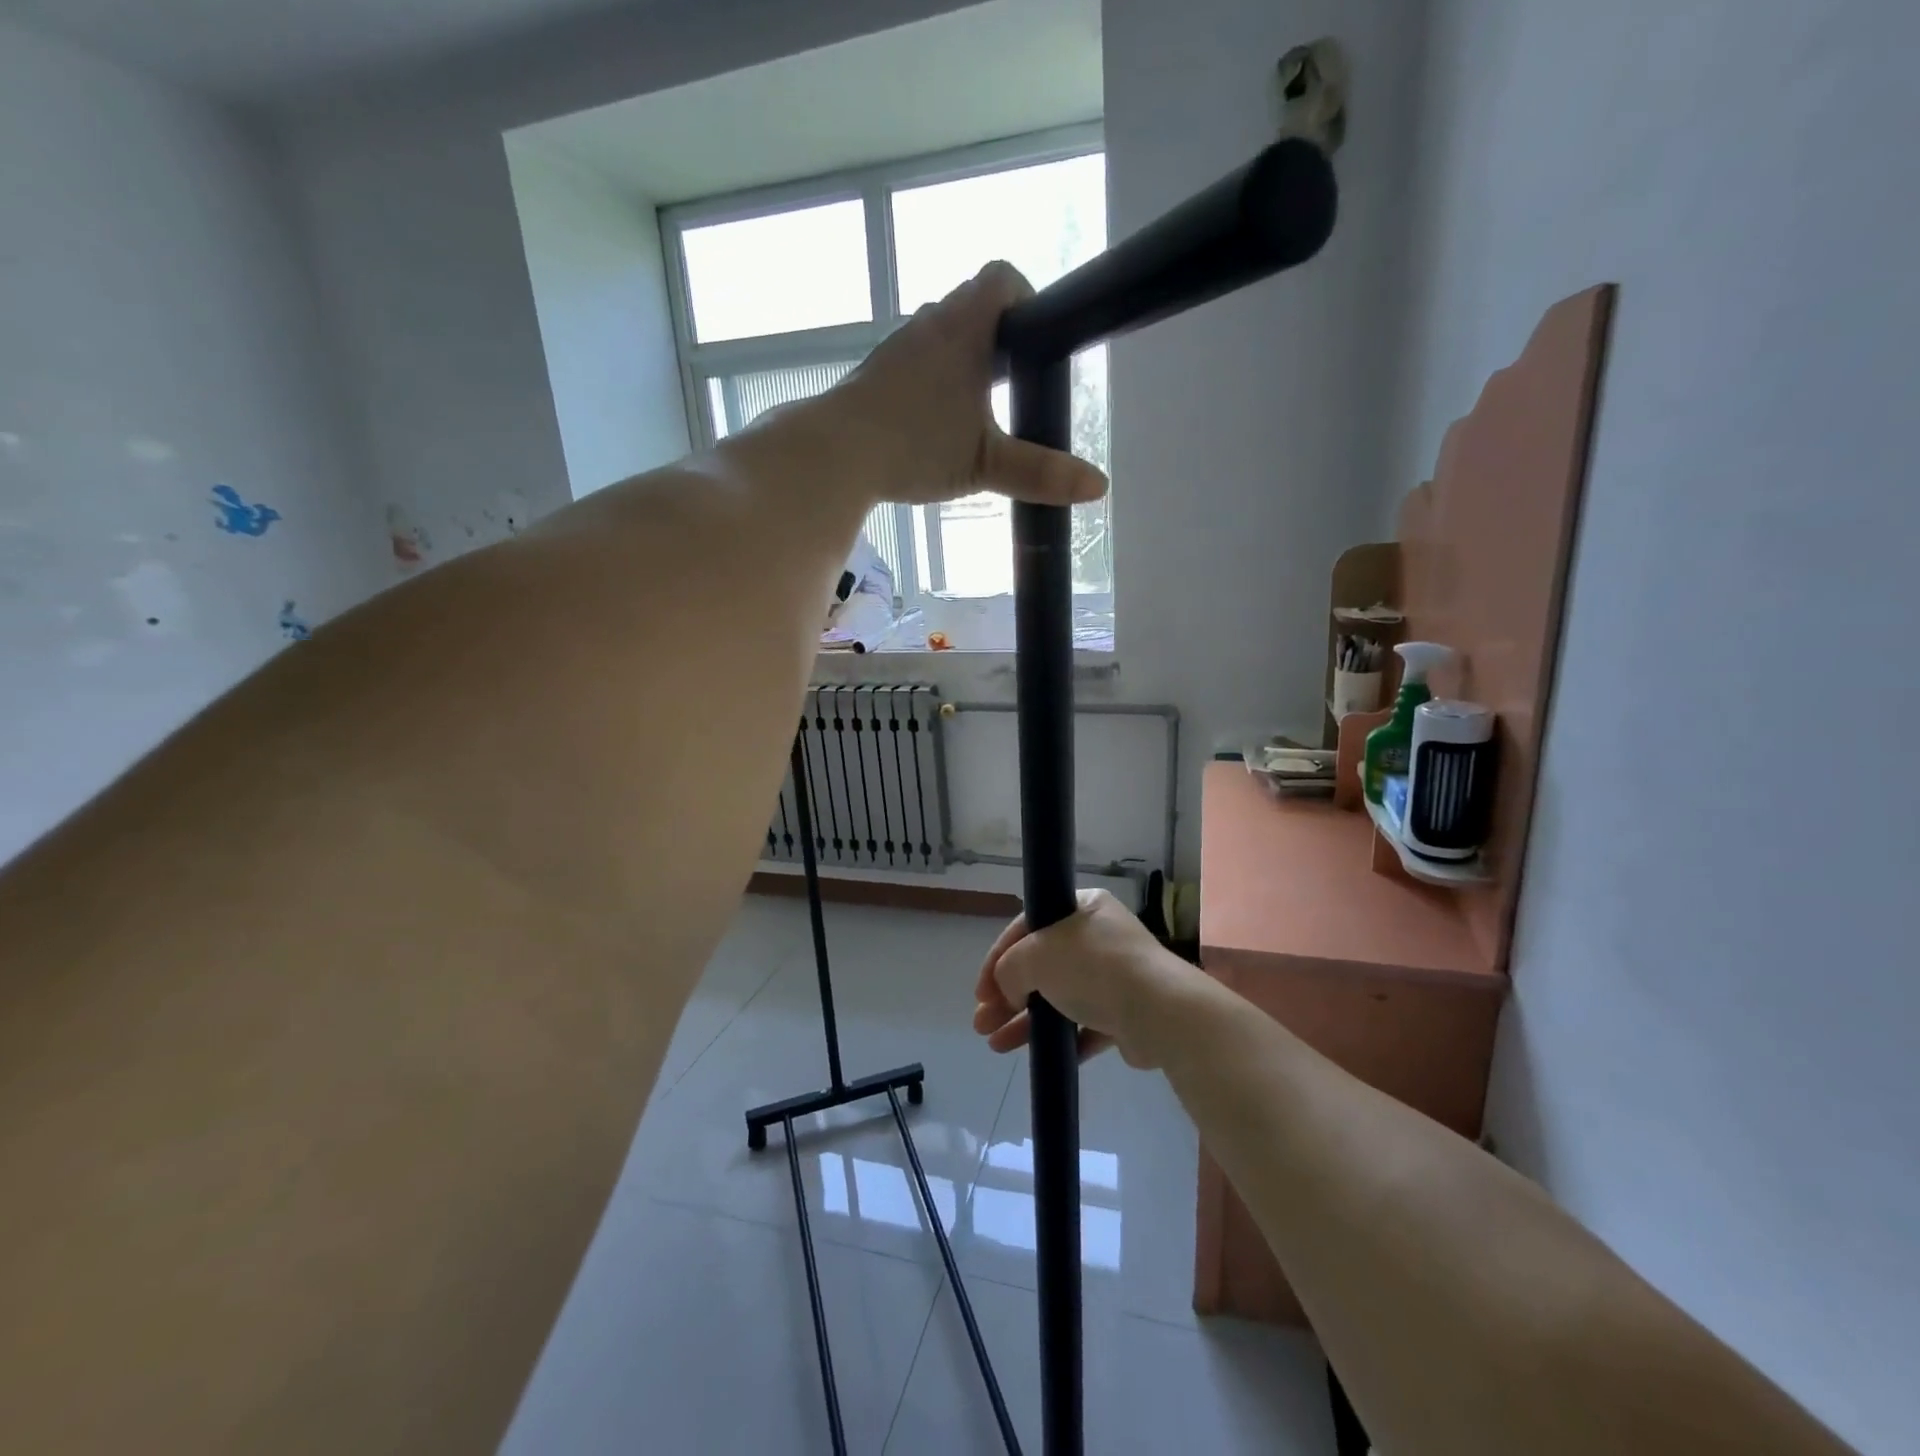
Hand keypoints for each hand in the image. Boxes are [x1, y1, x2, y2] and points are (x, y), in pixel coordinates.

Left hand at [805, 261, 1108, 508]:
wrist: (834, 455)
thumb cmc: (916, 447)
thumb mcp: (985, 464)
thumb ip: (1040, 473)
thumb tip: (1098, 486)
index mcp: (963, 329)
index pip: (1001, 279)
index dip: (1025, 297)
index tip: (1035, 340)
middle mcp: (927, 326)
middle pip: (971, 308)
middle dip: (996, 338)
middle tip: (1012, 384)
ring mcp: (895, 351)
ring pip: (938, 337)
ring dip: (960, 361)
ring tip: (974, 410)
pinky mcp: (872, 377)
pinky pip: (912, 365)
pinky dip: (930, 383)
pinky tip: (931, 426)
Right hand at [971, 889, 1201, 1069]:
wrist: (1159, 1012)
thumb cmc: (1094, 968)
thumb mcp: (1037, 955)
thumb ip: (1010, 969)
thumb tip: (1010, 990)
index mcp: (1081, 907)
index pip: (1027, 927)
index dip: (997, 958)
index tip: (979, 991)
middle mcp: (1098, 936)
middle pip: (1041, 965)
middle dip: (1007, 995)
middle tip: (981, 1023)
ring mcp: (1114, 975)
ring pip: (1058, 997)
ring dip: (1025, 1021)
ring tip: (995, 1046)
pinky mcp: (1125, 1013)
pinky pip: (1082, 1024)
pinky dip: (1058, 1037)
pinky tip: (1035, 1054)